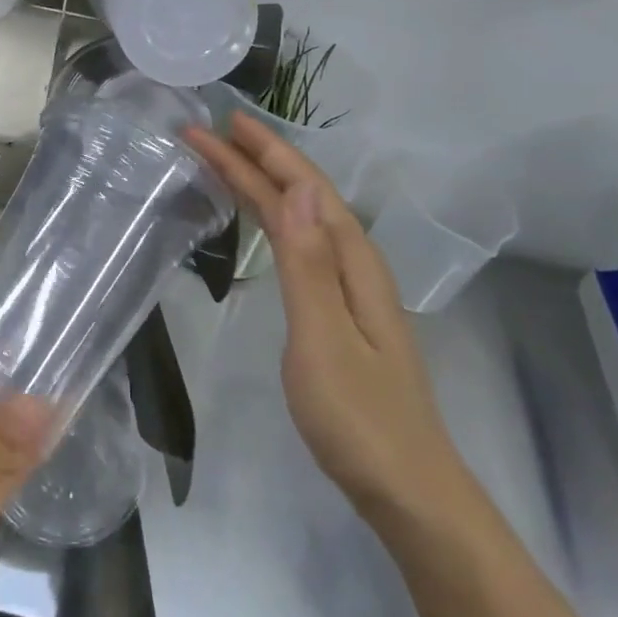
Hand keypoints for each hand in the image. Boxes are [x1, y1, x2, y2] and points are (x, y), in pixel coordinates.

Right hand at [187, 114, 474, 528]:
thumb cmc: (359, 418)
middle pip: (301, 196)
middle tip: (209, 132)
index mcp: (353, 262)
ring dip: (264, 183)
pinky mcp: (338, 311)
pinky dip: (273, 218)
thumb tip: (293, 190)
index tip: (219, 124)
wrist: (409, 492)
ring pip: (301, 217)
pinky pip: (300, 244)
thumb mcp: (324, 339)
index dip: (262, 153)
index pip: (302, 189)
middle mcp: (354, 264)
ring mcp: (349, 289)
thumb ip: (307, 265)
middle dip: (256, 159)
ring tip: (226, 161)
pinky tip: (264, 219)